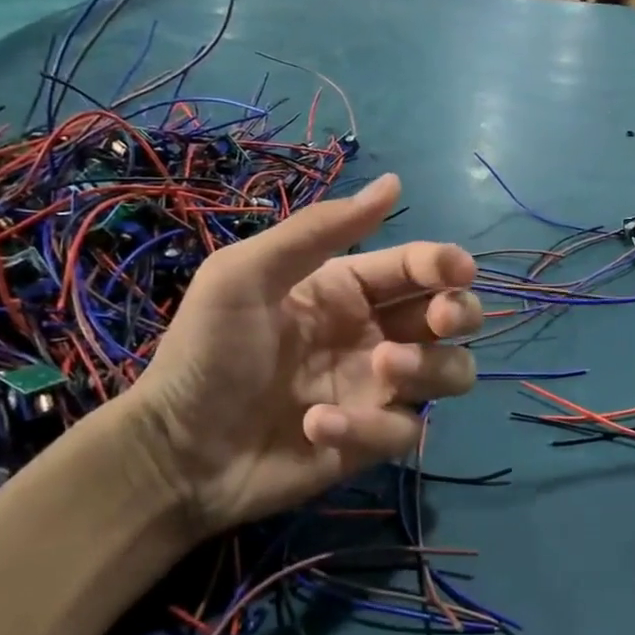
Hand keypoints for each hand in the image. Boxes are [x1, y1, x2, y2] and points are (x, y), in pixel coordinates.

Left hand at [129, 174, 480, 538]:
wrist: (175, 451)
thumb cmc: (206, 352)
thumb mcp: (245, 275)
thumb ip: (318, 230)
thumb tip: (394, 183)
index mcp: (350, 290)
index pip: (417, 268)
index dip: (445, 264)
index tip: (457, 271)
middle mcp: (376, 334)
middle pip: (453, 316)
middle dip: (459, 312)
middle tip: (438, 321)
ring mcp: (379, 390)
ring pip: (452, 372)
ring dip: (429, 368)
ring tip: (384, 370)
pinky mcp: (373, 440)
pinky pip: (405, 430)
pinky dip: (370, 427)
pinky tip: (316, 426)